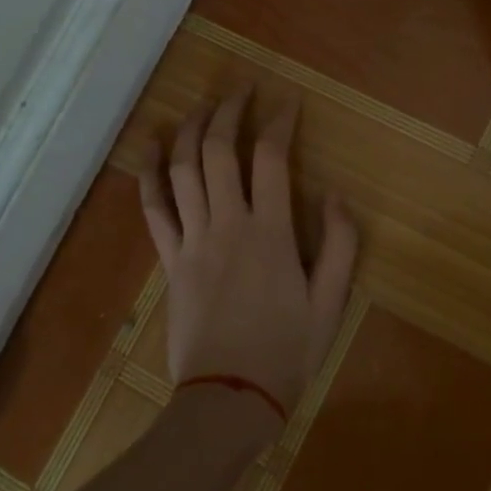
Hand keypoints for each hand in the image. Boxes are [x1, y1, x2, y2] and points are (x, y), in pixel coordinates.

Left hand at [139, 87, 357, 420]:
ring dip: (192, 131)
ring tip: (203, 106)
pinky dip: (149, 174)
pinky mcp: (170, 261)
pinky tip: (150, 148)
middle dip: (230, 112)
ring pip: (184, 170)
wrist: (228, 401)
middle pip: (221, 151)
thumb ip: (341, 245)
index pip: (272, 159)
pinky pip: (154, 209)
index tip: (288, 102)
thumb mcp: (331, 303)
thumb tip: (335, 194)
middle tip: (242, 90)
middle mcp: (228, 225)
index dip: (280, 122)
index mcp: (271, 233)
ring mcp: (192, 241)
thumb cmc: (286, 352)